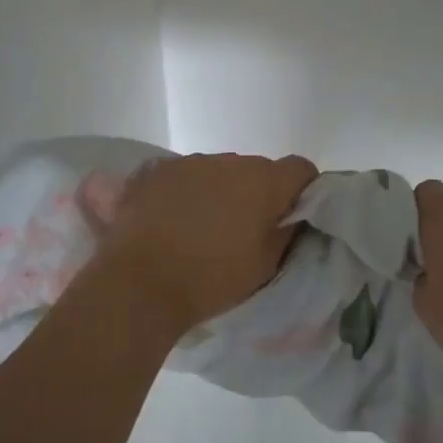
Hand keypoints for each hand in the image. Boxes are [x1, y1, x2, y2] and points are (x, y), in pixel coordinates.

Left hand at [95, 152, 317, 339]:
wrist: (139, 281)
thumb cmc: (211, 278)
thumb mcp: (265, 265)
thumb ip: (286, 232)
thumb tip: (291, 215)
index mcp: (263, 181)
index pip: (300, 169)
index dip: (303, 191)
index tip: (292, 217)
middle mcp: (229, 160)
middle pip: (258, 170)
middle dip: (258, 193)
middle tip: (247, 229)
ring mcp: (190, 162)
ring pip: (220, 171)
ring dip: (221, 190)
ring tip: (205, 227)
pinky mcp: (157, 170)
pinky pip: (186, 175)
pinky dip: (188, 192)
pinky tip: (174, 220)